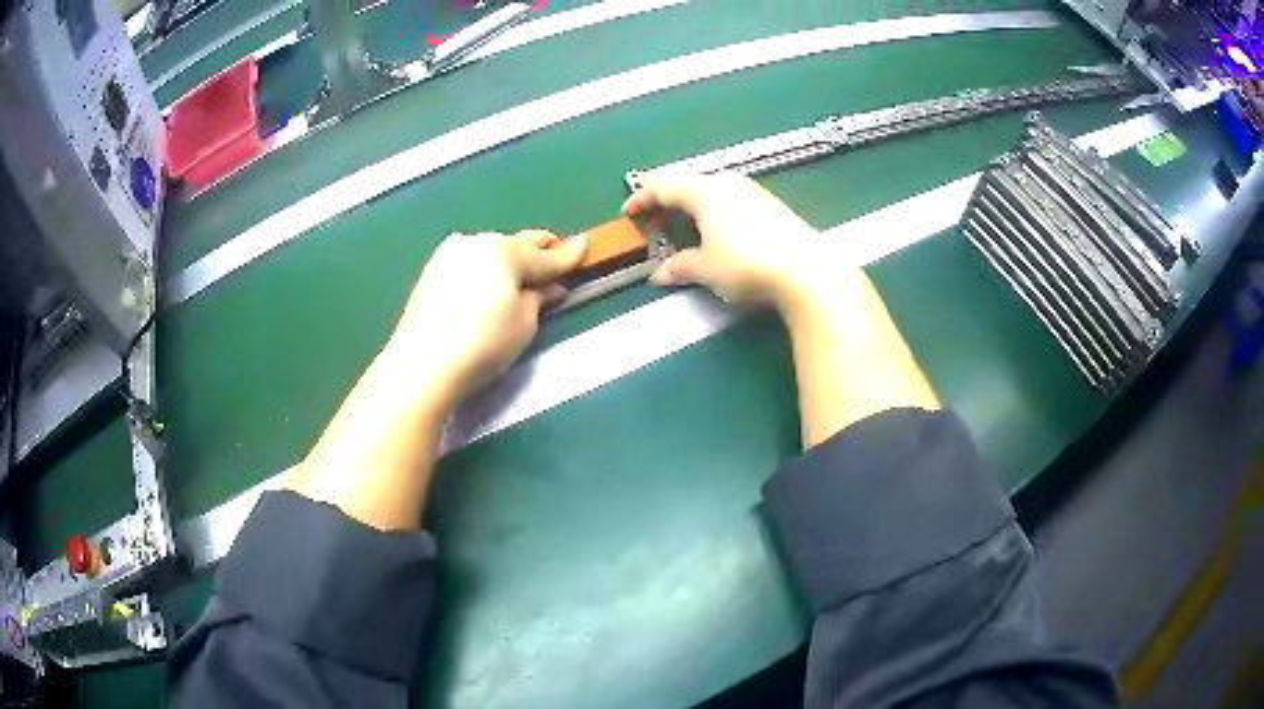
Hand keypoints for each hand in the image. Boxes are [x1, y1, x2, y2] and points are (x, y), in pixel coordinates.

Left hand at [383, 230, 587, 406]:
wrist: (422, 364)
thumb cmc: (483, 344)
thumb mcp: (523, 324)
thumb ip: (539, 298)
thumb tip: (550, 287)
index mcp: (505, 250)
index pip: (546, 256)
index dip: (569, 255)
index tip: (585, 244)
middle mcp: (477, 241)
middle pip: (517, 243)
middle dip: (539, 252)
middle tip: (556, 261)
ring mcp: (450, 253)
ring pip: (491, 250)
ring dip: (509, 260)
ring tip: (519, 280)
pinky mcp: (431, 269)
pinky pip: (469, 261)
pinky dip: (484, 268)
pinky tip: (487, 286)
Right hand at [622, 173, 842, 309]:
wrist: (807, 271)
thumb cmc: (748, 265)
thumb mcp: (706, 269)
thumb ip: (679, 267)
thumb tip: (660, 275)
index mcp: (704, 190)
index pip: (662, 186)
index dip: (640, 200)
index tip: (627, 214)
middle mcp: (726, 182)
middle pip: (686, 185)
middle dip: (666, 203)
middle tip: (653, 223)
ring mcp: (752, 191)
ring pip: (710, 191)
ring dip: (691, 207)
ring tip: (683, 229)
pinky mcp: (770, 205)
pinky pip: (730, 200)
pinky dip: (714, 212)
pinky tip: (717, 232)